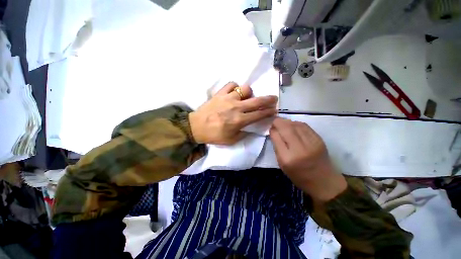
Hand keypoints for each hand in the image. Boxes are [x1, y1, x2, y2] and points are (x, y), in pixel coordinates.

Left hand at [189, 82, 277, 144]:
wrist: (196, 127)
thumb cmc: (214, 135)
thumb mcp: (231, 140)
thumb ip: (243, 133)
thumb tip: (250, 127)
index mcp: (239, 121)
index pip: (259, 114)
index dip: (269, 112)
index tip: (275, 110)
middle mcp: (236, 107)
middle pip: (257, 100)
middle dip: (268, 99)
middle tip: (273, 99)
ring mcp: (228, 98)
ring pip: (245, 89)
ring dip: (249, 93)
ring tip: (247, 98)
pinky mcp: (220, 93)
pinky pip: (231, 84)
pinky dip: (235, 87)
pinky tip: (234, 92)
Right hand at [270, 118, 346, 201]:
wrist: (324, 181)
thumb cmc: (299, 175)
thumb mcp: (282, 164)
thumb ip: (277, 146)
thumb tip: (274, 131)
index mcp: (287, 158)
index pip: (277, 137)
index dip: (272, 129)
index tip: (270, 127)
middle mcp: (299, 149)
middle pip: (286, 128)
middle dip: (278, 122)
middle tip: (274, 122)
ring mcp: (311, 143)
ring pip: (296, 125)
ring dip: (287, 122)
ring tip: (283, 123)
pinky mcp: (319, 139)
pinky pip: (304, 126)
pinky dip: (296, 123)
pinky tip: (293, 126)